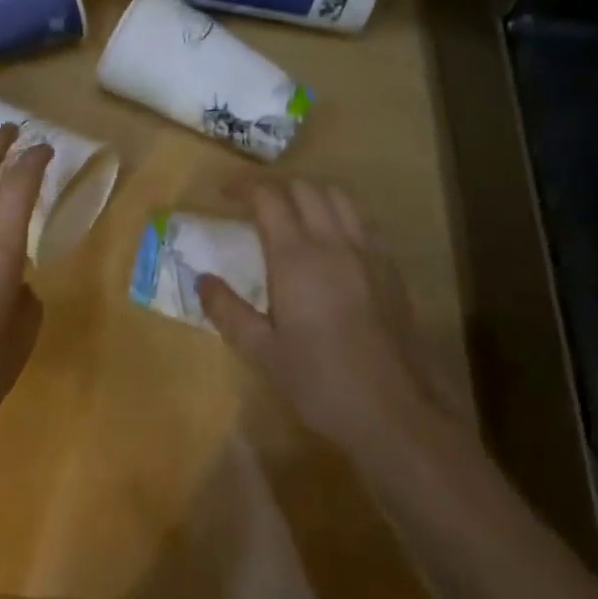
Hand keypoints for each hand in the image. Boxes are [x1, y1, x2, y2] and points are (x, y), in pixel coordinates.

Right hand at [196, 181, 426, 447]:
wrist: (395, 412)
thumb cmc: (320, 382)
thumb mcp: (262, 352)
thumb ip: (228, 310)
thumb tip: (202, 280)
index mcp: (296, 257)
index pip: (269, 197)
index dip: (243, 186)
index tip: (223, 192)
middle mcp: (334, 242)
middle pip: (305, 187)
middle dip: (275, 186)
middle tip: (253, 203)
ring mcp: (368, 252)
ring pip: (339, 196)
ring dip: (310, 192)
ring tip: (292, 211)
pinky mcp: (391, 269)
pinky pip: (363, 220)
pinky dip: (340, 212)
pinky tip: (331, 238)